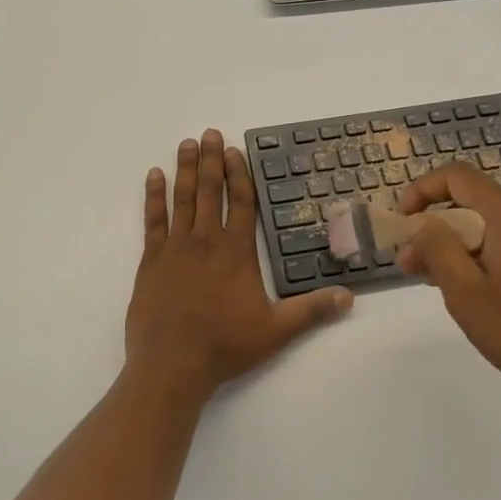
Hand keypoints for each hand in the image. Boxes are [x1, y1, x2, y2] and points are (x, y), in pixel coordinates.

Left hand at [127, 131, 352, 402]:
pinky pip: (152, 220)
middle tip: (210, 133)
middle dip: (212, 160)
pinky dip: (153, 197)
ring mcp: (175, 248)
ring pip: (182, 199)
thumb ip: (312, 311)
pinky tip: (154, 176)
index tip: (236, 150)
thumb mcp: (276, 331)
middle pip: (210, 191)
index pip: (240, 203)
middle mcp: (205, 241)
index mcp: (235, 252)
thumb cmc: (225, 346)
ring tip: (187, 144)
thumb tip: (350, 297)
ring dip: (186, 170)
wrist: (171, 366)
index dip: (239, 174)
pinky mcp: (150, 261)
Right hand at [396, 164, 500, 407]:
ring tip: (427, 278)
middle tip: (408, 262)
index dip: (423, 190)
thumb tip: (422, 223)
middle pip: (471, 202)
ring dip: (452, 244)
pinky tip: (462, 287)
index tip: (403, 222)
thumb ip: (437, 248)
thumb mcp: (465, 291)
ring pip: (486, 225)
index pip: (458, 177)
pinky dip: (476, 255)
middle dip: (433, 226)